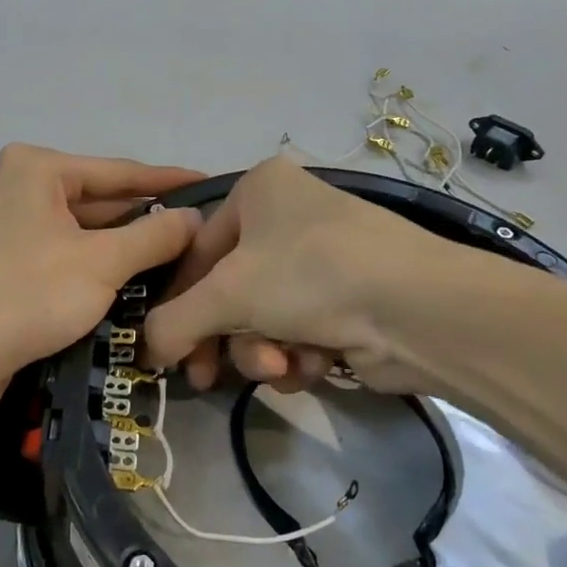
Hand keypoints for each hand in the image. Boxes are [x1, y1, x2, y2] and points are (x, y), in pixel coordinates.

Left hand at [0, 144, 204, 424]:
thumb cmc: (25, 295)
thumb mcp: (101, 263)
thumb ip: (155, 236)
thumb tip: (195, 218)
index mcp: (38, 168)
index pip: (121, 171)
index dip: (170, 181)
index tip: (212, 185)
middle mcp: (22, 186)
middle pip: (102, 200)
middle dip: (149, 220)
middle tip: (203, 233)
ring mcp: (11, 225)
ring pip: (86, 231)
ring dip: (127, 248)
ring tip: (182, 258)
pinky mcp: (8, 262)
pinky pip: (67, 254)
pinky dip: (99, 266)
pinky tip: (136, 281)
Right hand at [144, 155, 443, 394]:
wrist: (420, 309)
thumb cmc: (310, 275)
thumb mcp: (227, 294)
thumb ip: (171, 322)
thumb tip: (147, 351)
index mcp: (259, 189)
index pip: (196, 250)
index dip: (178, 304)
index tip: (168, 352)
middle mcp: (288, 216)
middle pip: (229, 289)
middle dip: (227, 336)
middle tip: (207, 377)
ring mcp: (321, 258)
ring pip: (263, 316)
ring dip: (264, 350)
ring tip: (283, 365)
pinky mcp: (348, 298)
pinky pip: (299, 330)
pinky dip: (299, 354)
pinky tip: (316, 363)